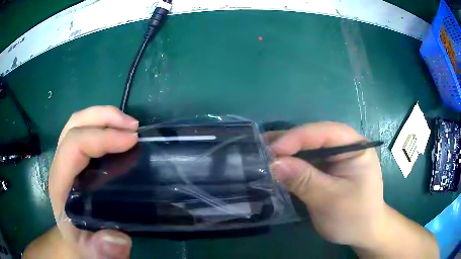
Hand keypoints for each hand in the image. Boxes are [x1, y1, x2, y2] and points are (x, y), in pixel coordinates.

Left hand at [48, 106, 138, 258]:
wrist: (75, 239)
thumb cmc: (83, 242)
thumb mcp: (93, 251)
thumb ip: (102, 248)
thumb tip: (119, 237)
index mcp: (60, 183)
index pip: (73, 146)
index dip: (101, 137)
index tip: (132, 141)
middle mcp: (61, 164)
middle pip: (75, 124)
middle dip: (104, 117)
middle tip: (133, 127)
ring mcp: (67, 158)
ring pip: (79, 122)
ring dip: (104, 116)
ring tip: (129, 125)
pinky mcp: (76, 159)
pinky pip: (86, 131)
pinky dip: (104, 124)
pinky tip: (120, 134)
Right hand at [269, 122, 383, 247]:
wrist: (363, 232)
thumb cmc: (354, 217)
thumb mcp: (330, 200)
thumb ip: (305, 181)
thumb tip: (274, 164)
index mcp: (357, 146)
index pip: (325, 132)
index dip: (297, 138)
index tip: (272, 150)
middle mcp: (346, 146)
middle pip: (314, 136)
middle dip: (288, 143)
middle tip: (261, 149)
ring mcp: (337, 157)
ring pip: (308, 148)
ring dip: (286, 153)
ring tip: (263, 155)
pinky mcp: (328, 169)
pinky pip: (307, 161)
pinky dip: (291, 164)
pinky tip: (276, 166)